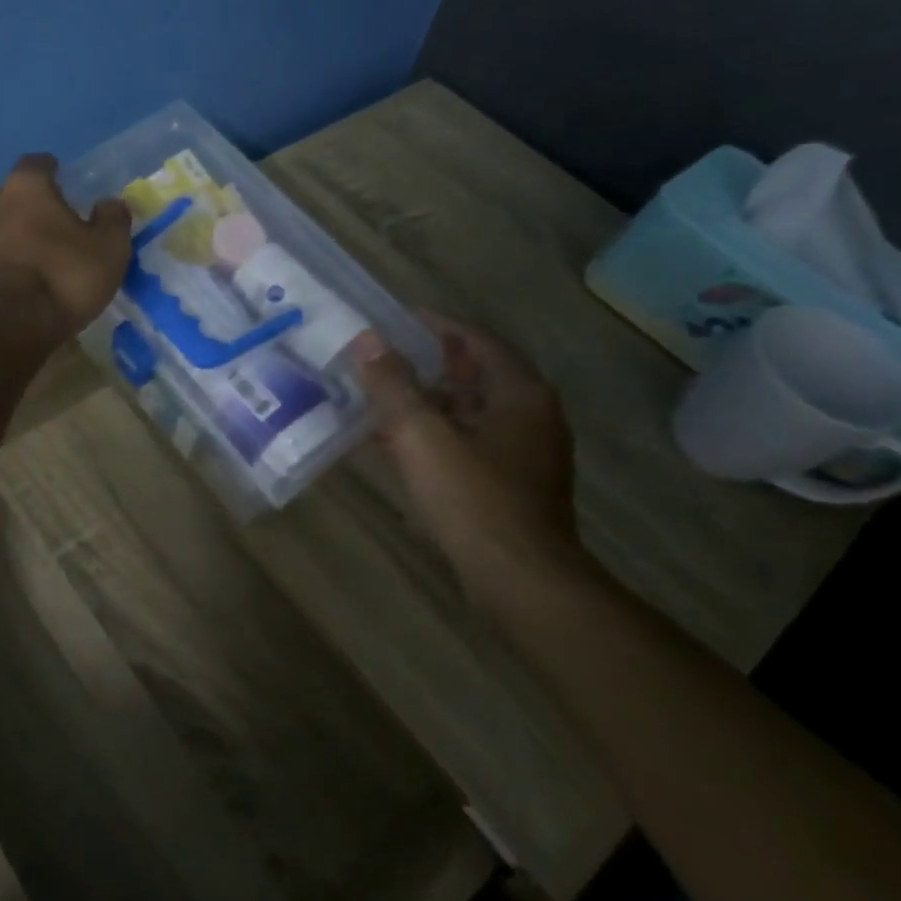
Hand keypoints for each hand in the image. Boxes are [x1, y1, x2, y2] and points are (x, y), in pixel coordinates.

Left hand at [0, 153, 132, 348]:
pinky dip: (13, 262)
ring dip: (21, 234)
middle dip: (34, 204)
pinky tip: (31, 278)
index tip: (65, 178)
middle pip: (14, 195)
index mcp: (26, 187)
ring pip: (3, 226)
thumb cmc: (63, 274)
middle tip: (59, 219)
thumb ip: (113, 219)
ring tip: (47, 252)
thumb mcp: (108, 248)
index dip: (52, 170)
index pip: (37, 163)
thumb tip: (110, 203)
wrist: (8, 326)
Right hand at [351, 314, 583, 596]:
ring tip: (385, 397)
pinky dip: (439, 433)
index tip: (397, 319)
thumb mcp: (421, 434)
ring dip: (431, 400)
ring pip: (473, 411)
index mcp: (520, 394)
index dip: (437, 325)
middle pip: (476, 375)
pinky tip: (403, 445)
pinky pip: (471, 442)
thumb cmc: (472, 498)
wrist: (520, 581)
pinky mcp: (514, 485)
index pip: (478, 340)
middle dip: (430, 363)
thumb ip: (392, 384)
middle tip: (385, 357)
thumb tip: (367, 341)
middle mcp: (532, 416)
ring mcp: (527, 454)